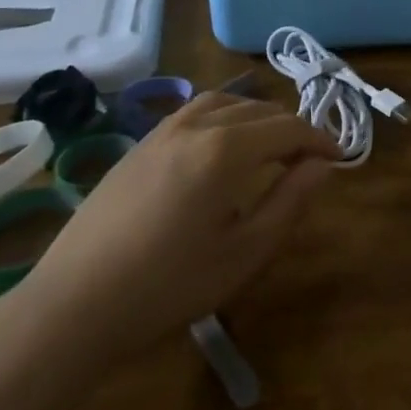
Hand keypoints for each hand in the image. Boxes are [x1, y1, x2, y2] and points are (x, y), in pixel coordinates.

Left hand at [14, 92, 338, 370]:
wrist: (72, 306)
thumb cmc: (168, 286)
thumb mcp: (244, 252)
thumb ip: (290, 201)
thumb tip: (322, 165)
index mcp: (226, 150)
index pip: (288, 128)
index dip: (319, 140)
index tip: (339, 159)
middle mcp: (196, 126)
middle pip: (258, 110)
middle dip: (291, 128)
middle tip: (309, 158)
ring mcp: (162, 132)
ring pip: (224, 103)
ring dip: (256, 117)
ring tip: (270, 145)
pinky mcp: (138, 146)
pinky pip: (193, 112)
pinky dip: (223, 117)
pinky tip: (220, 148)